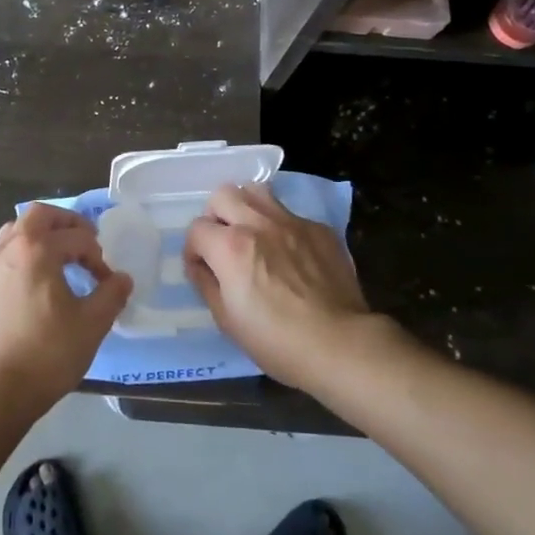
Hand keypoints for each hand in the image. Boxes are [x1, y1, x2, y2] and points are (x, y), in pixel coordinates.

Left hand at [0, 204, 131, 413]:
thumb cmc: (48, 353)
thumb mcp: (92, 323)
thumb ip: (111, 294)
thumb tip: (122, 278)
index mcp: (37, 250)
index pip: (77, 238)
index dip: (98, 256)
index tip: (107, 282)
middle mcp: (11, 248)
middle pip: (40, 215)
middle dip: (68, 224)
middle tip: (87, 243)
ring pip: (19, 229)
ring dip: (44, 234)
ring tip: (65, 256)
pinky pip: (8, 249)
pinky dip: (28, 249)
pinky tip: (43, 276)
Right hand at [185, 182, 371, 391]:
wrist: (340, 343)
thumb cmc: (276, 340)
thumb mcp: (227, 320)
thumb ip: (206, 284)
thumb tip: (199, 265)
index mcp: (230, 246)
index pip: (196, 228)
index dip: (194, 249)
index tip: (202, 268)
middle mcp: (258, 223)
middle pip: (223, 195)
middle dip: (215, 217)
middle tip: (223, 243)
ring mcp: (292, 222)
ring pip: (257, 191)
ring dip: (246, 208)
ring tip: (252, 234)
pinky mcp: (319, 229)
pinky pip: (290, 214)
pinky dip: (280, 227)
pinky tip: (290, 253)